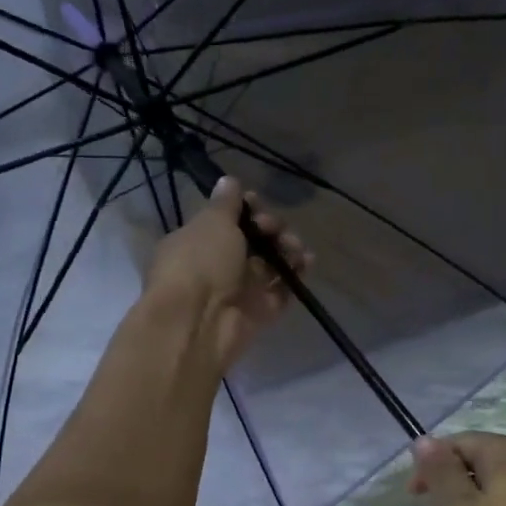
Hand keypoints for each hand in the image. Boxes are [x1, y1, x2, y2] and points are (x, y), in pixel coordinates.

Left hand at [144, 176, 310, 373]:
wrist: (197, 323)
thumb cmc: (199, 263)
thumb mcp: (211, 223)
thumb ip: (225, 203)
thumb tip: (228, 181)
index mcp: (197, 242)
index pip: (225, 221)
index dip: (245, 209)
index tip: (257, 204)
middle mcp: (216, 267)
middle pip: (252, 243)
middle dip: (270, 229)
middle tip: (275, 229)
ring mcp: (239, 292)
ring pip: (269, 267)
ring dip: (286, 251)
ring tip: (296, 247)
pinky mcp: (258, 314)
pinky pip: (281, 292)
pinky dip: (295, 277)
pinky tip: (308, 263)